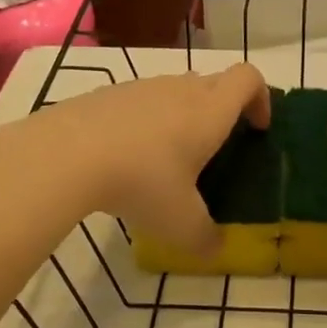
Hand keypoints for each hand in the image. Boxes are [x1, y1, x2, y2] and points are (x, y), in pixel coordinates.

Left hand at [0, 64, 271, 252]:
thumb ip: (205, 238)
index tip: (256, 129)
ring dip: (181, 117)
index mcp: (209, 111)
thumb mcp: (180, 224)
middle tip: (214, 151)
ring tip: (166, 160)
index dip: (261, 98)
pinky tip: (125, 158)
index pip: (249, 78)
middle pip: (214, 84)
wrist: (65, 154)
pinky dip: (144, 123)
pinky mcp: (107, 94)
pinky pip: (139, 102)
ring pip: (175, 91)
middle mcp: (180, 89)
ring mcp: (141, 87)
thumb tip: (215, 249)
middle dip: (223, 111)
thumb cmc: (141, 182)